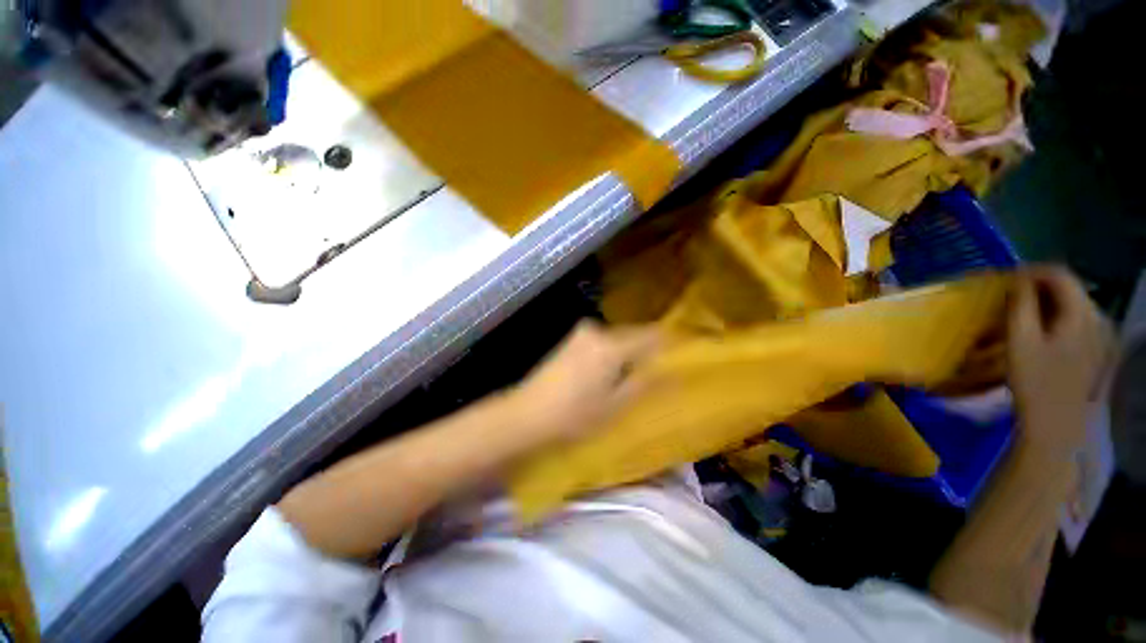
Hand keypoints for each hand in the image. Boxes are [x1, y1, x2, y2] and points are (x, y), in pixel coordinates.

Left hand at [506, 319, 662, 444]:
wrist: (527, 414)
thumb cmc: (575, 414)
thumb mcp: (616, 404)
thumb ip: (644, 381)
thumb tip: (667, 366)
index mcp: (611, 345)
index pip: (650, 335)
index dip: (668, 342)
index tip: (681, 353)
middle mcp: (597, 330)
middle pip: (633, 334)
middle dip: (646, 349)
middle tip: (658, 371)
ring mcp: (582, 333)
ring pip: (617, 339)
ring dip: (628, 352)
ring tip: (634, 375)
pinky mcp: (571, 340)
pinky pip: (602, 342)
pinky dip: (612, 353)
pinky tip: (610, 373)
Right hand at [1007, 266, 1113, 459]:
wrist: (1056, 423)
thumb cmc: (1034, 381)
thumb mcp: (1020, 340)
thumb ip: (1022, 304)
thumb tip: (1019, 278)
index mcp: (1082, 313)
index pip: (1060, 274)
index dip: (1032, 271)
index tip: (1006, 278)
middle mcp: (1099, 317)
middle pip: (1070, 287)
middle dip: (1039, 286)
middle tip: (1010, 296)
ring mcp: (1103, 334)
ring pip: (1074, 303)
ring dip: (1048, 302)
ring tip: (1023, 313)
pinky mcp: (1099, 348)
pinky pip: (1079, 319)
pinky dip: (1058, 317)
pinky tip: (1043, 331)